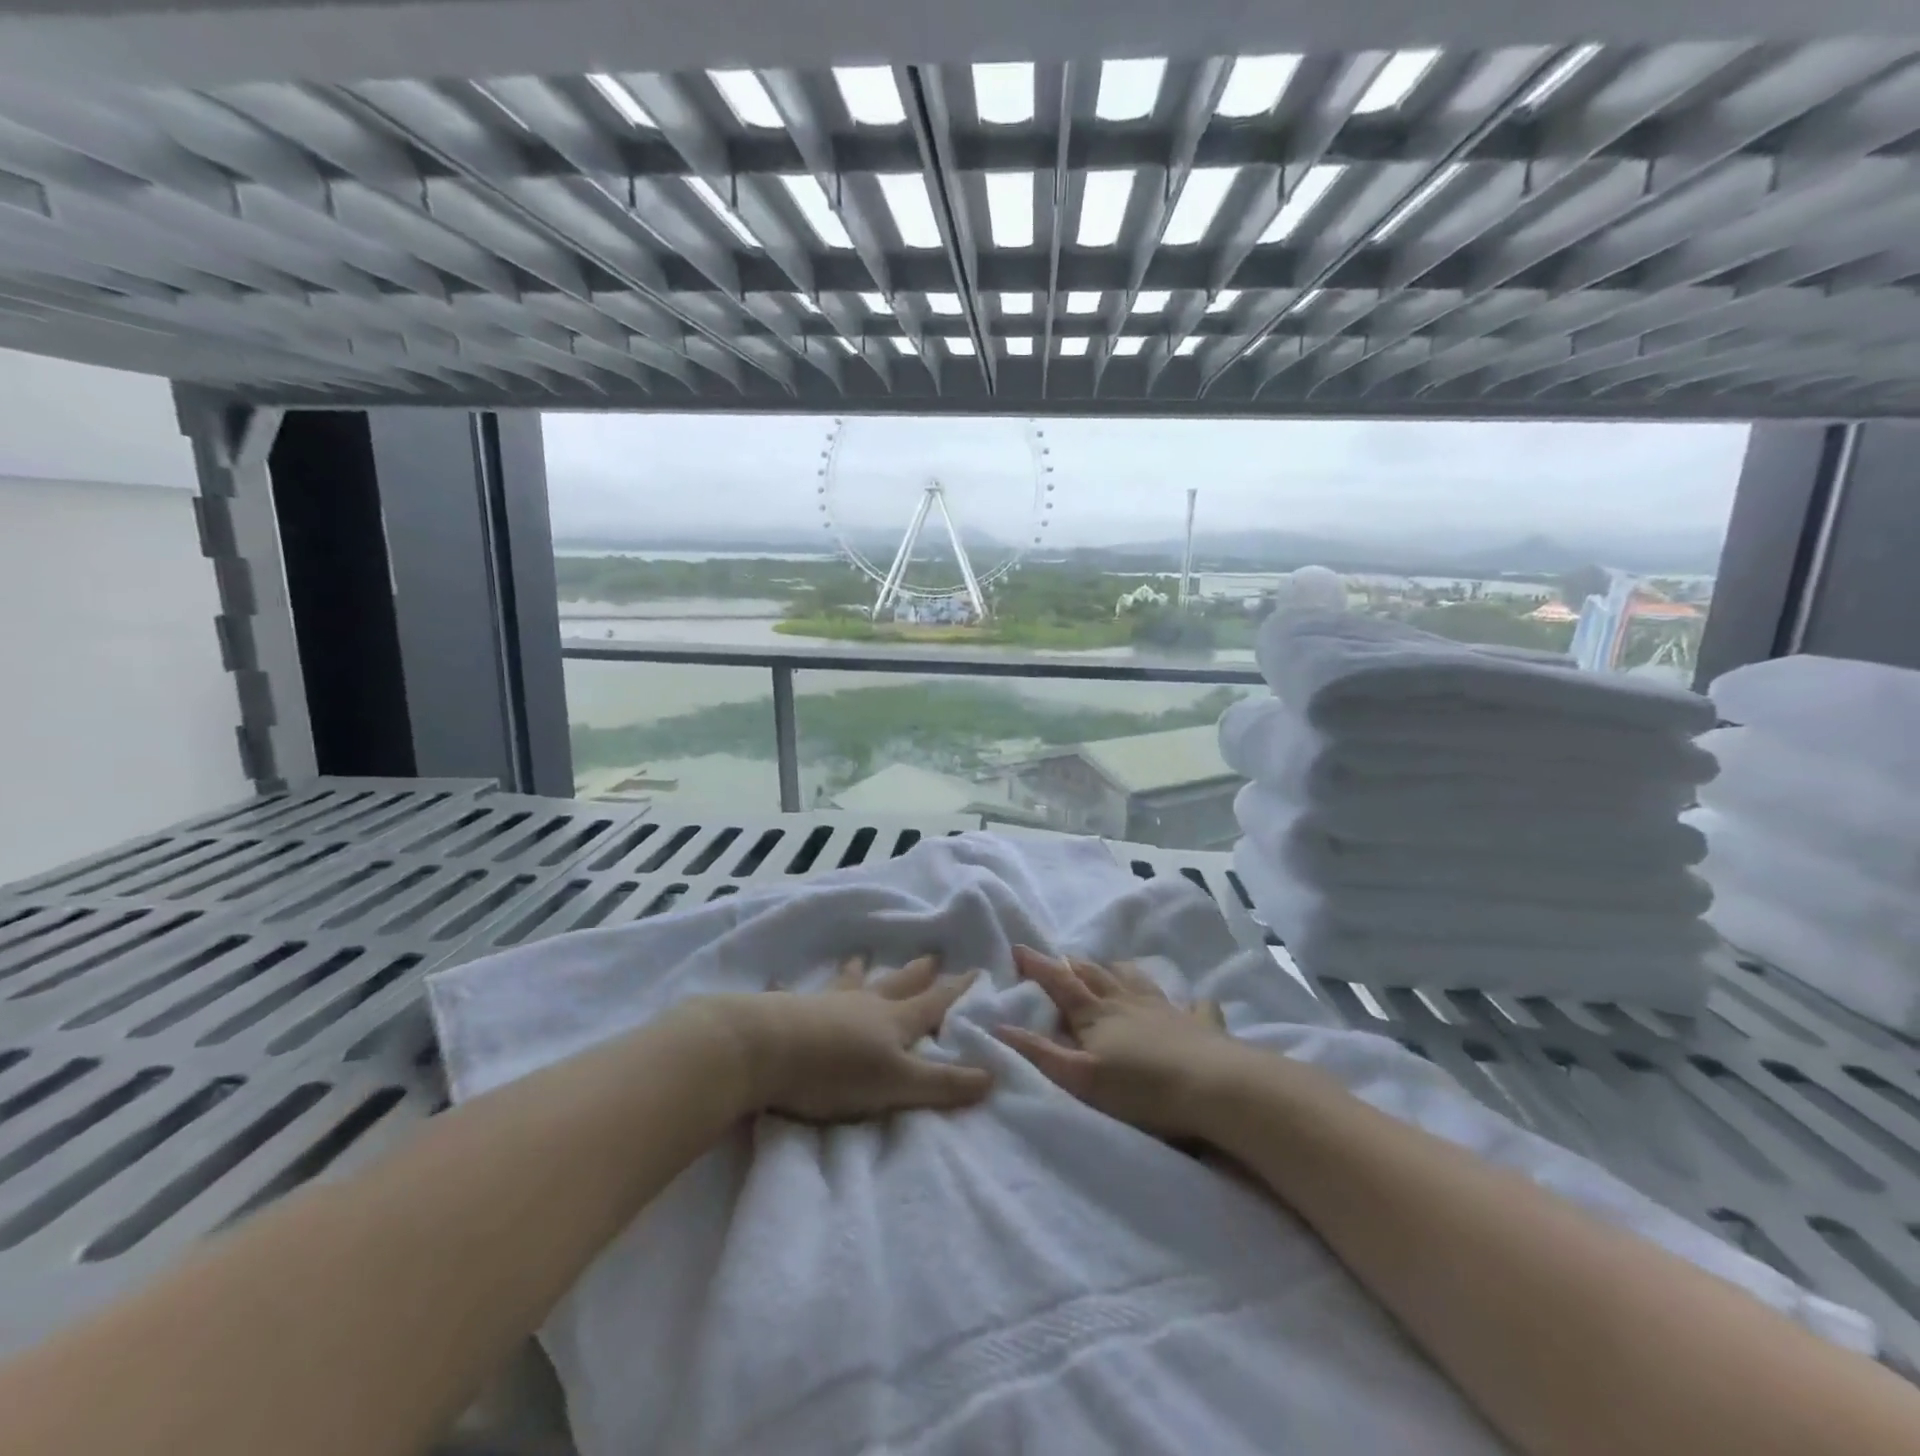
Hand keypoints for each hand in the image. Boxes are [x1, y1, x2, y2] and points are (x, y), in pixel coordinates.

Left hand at [696, 954, 991, 1122]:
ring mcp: (825, 1004)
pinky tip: (780, 982)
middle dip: (916, 974)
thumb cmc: (836, 1071)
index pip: (933, 1004)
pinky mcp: (789, 1011)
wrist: (765, 1050)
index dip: (955, 991)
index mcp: (893, 1022)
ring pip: (850, 984)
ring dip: (859, 972)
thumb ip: (943, 1084)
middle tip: (931, 956)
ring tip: (861, 956)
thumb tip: (993, 1075)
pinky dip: (793, 989)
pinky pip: (796, 996)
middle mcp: (863, 1005)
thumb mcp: (897, 1085)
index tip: (975, 971)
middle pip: (897, 985)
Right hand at [994, 946, 1231, 1139]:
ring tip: (1112, 967)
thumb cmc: (1141, 1087)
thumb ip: (1039, 1053)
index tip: (1018, 949)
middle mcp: (1128, 1002)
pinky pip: (1195, 1007)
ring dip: (1119, 972)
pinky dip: (1191, 1002)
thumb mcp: (1081, 1078)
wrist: (1213, 1087)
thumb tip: (999, 1027)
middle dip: (1074, 965)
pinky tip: (1195, 1002)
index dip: (1037, 966)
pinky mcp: (1200, 1026)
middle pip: (1096, 975)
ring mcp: (1167, 1010)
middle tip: (1060, 958)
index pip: (1059, 983)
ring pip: (1137, 981)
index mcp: (1097, 1013)